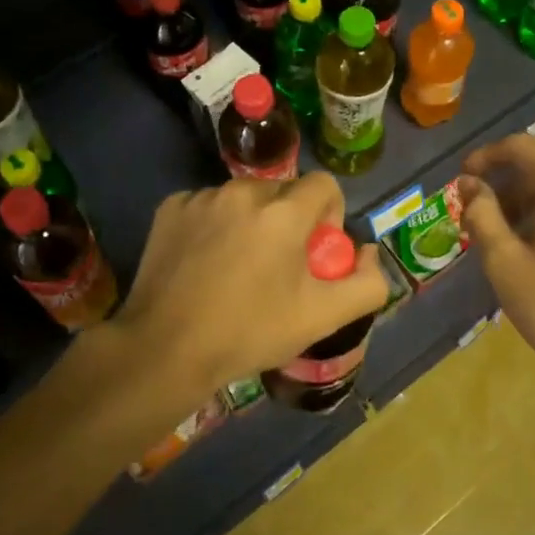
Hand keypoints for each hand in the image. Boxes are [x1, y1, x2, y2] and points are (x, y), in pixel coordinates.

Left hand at [115, 173, 389, 395]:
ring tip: (237, 266)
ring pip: (243, 198)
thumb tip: (368, 252)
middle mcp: (242, 191)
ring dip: (250, 220)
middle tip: (278, 265)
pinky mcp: (170, 208)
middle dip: (289, 220)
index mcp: (283, 212)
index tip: (315, 251)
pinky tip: (204, 262)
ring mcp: (202, 197)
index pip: (324, 185)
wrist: (165, 350)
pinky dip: (214, 225)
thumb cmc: (249, 332)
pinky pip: (207, 205)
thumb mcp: (322, 317)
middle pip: (283, 192)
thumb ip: (367, 283)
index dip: (329, 215)